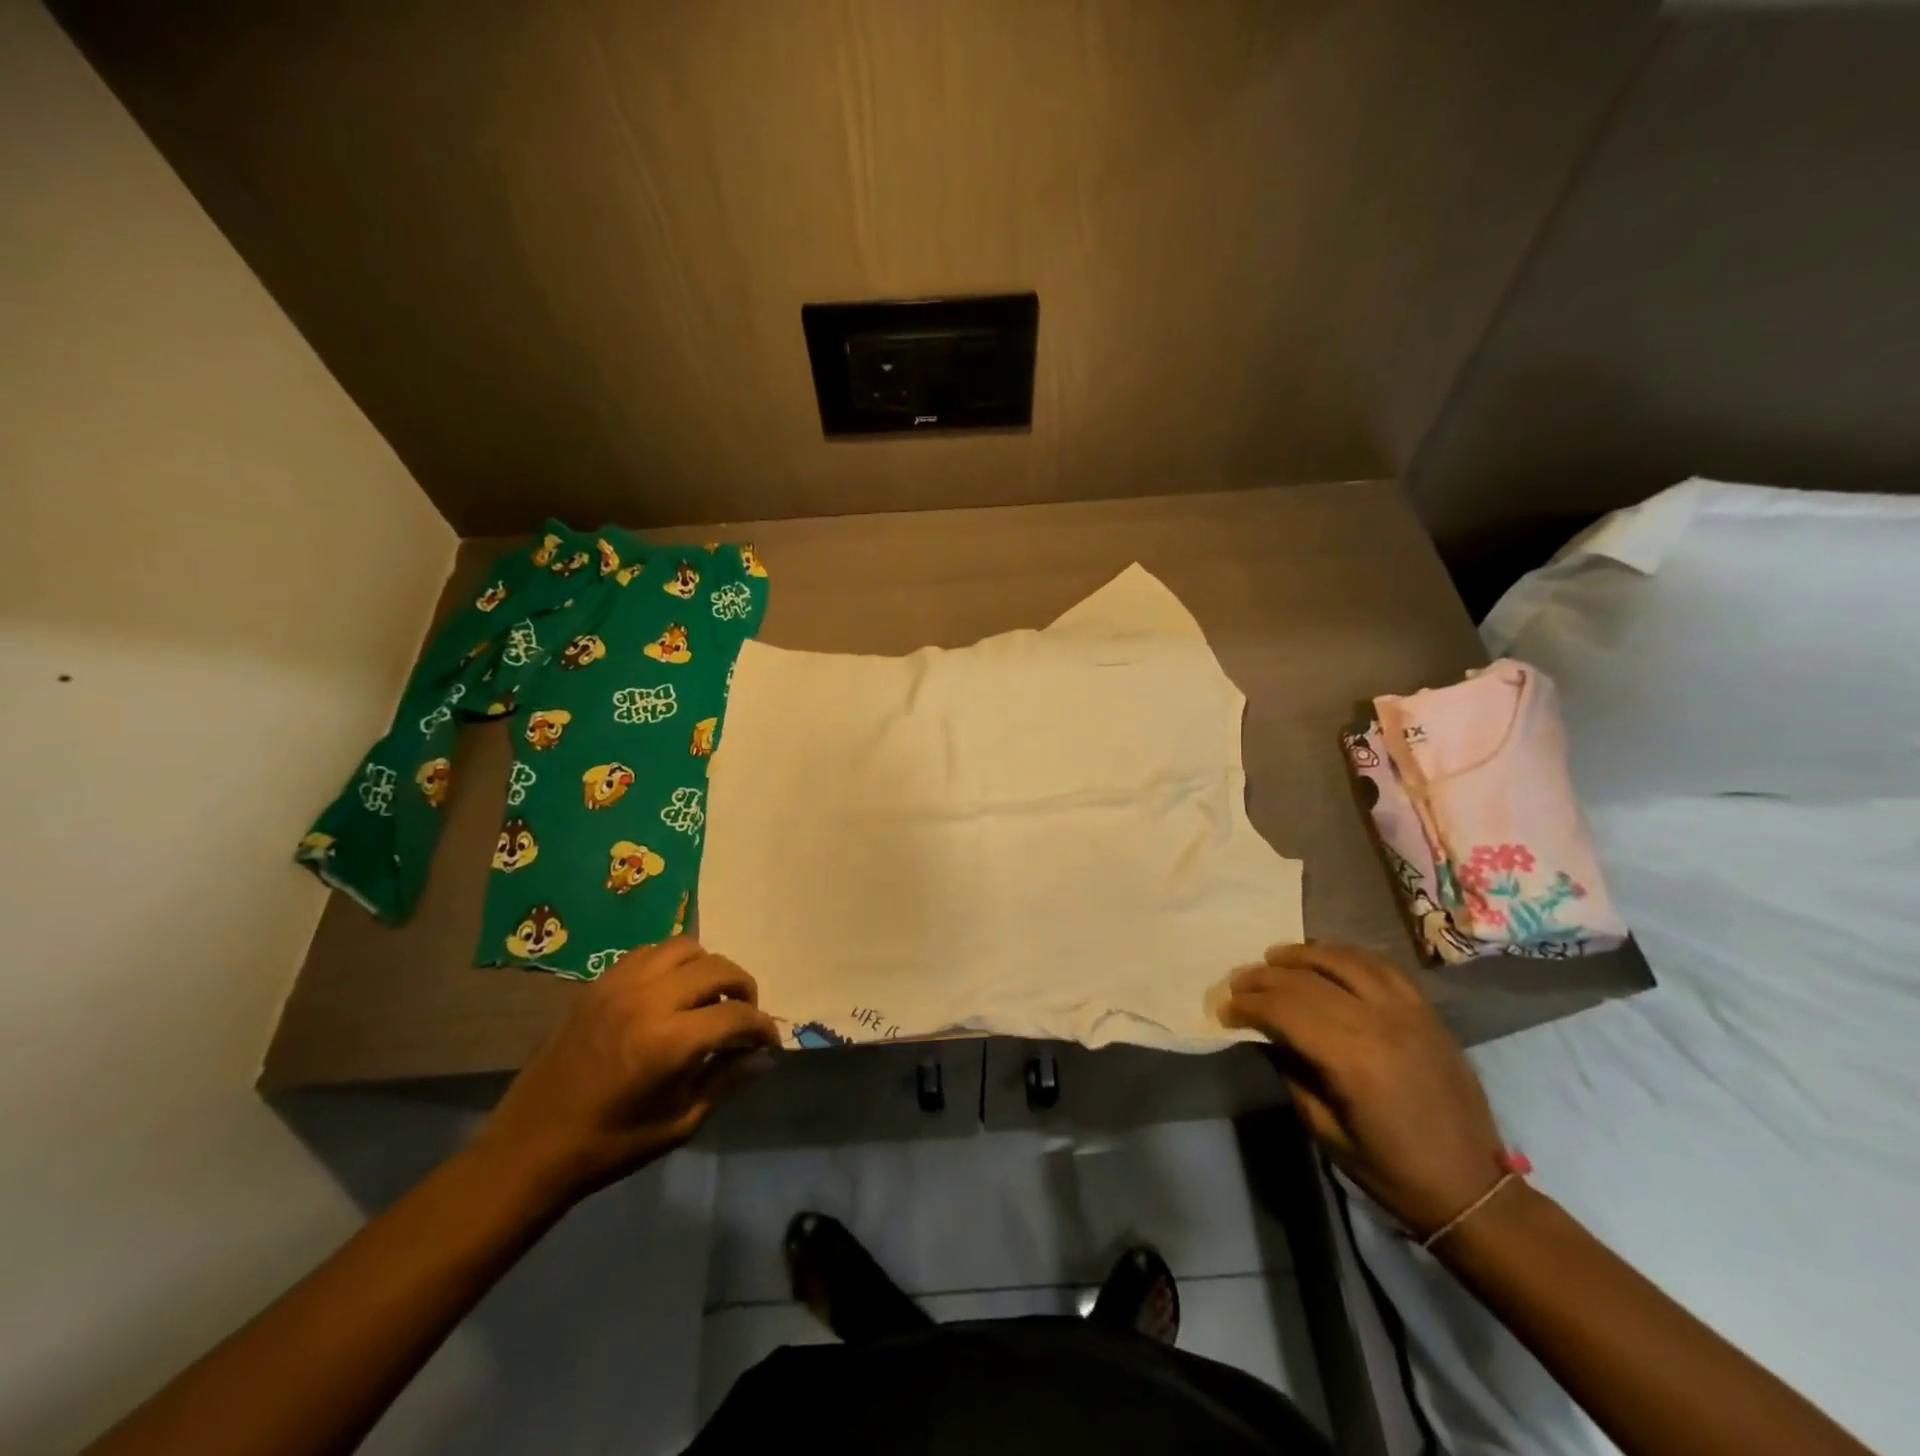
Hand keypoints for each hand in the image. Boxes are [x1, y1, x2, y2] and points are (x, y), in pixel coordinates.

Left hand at [474, 937, 779, 1200]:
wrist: (529, 1149)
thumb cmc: (609, 1146)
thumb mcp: (679, 1123)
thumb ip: (726, 1081)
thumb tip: (764, 1058)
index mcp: (669, 1042)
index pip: (737, 1016)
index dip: (762, 1028)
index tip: (768, 1043)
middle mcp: (648, 1000)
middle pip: (717, 968)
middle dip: (743, 988)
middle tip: (744, 1016)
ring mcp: (619, 986)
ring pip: (684, 947)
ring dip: (708, 968)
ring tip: (708, 997)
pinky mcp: (598, 984)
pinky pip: (649, 953)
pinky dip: (671, 964)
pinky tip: (670, 992)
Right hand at [1222, 943, 1505, 1236]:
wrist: (1472, 1188)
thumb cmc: (1391, 1169)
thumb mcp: (1325, 1130)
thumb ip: (1291, 1072)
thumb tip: (1263, 1033)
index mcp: (1353, 1060)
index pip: (1286, 1010)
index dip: (1249, 1005)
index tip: (1225, 1009)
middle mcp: (1380, 1023)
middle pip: (1308, 981)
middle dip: (1265, 977)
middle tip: (1238, 982)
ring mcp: (1408, 1012)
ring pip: (1343, 960)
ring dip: (1302, 955)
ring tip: (1274, 958)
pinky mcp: (1427, 1011)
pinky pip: (1381, 966)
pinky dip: (1346, 955)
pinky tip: (1326, 958)